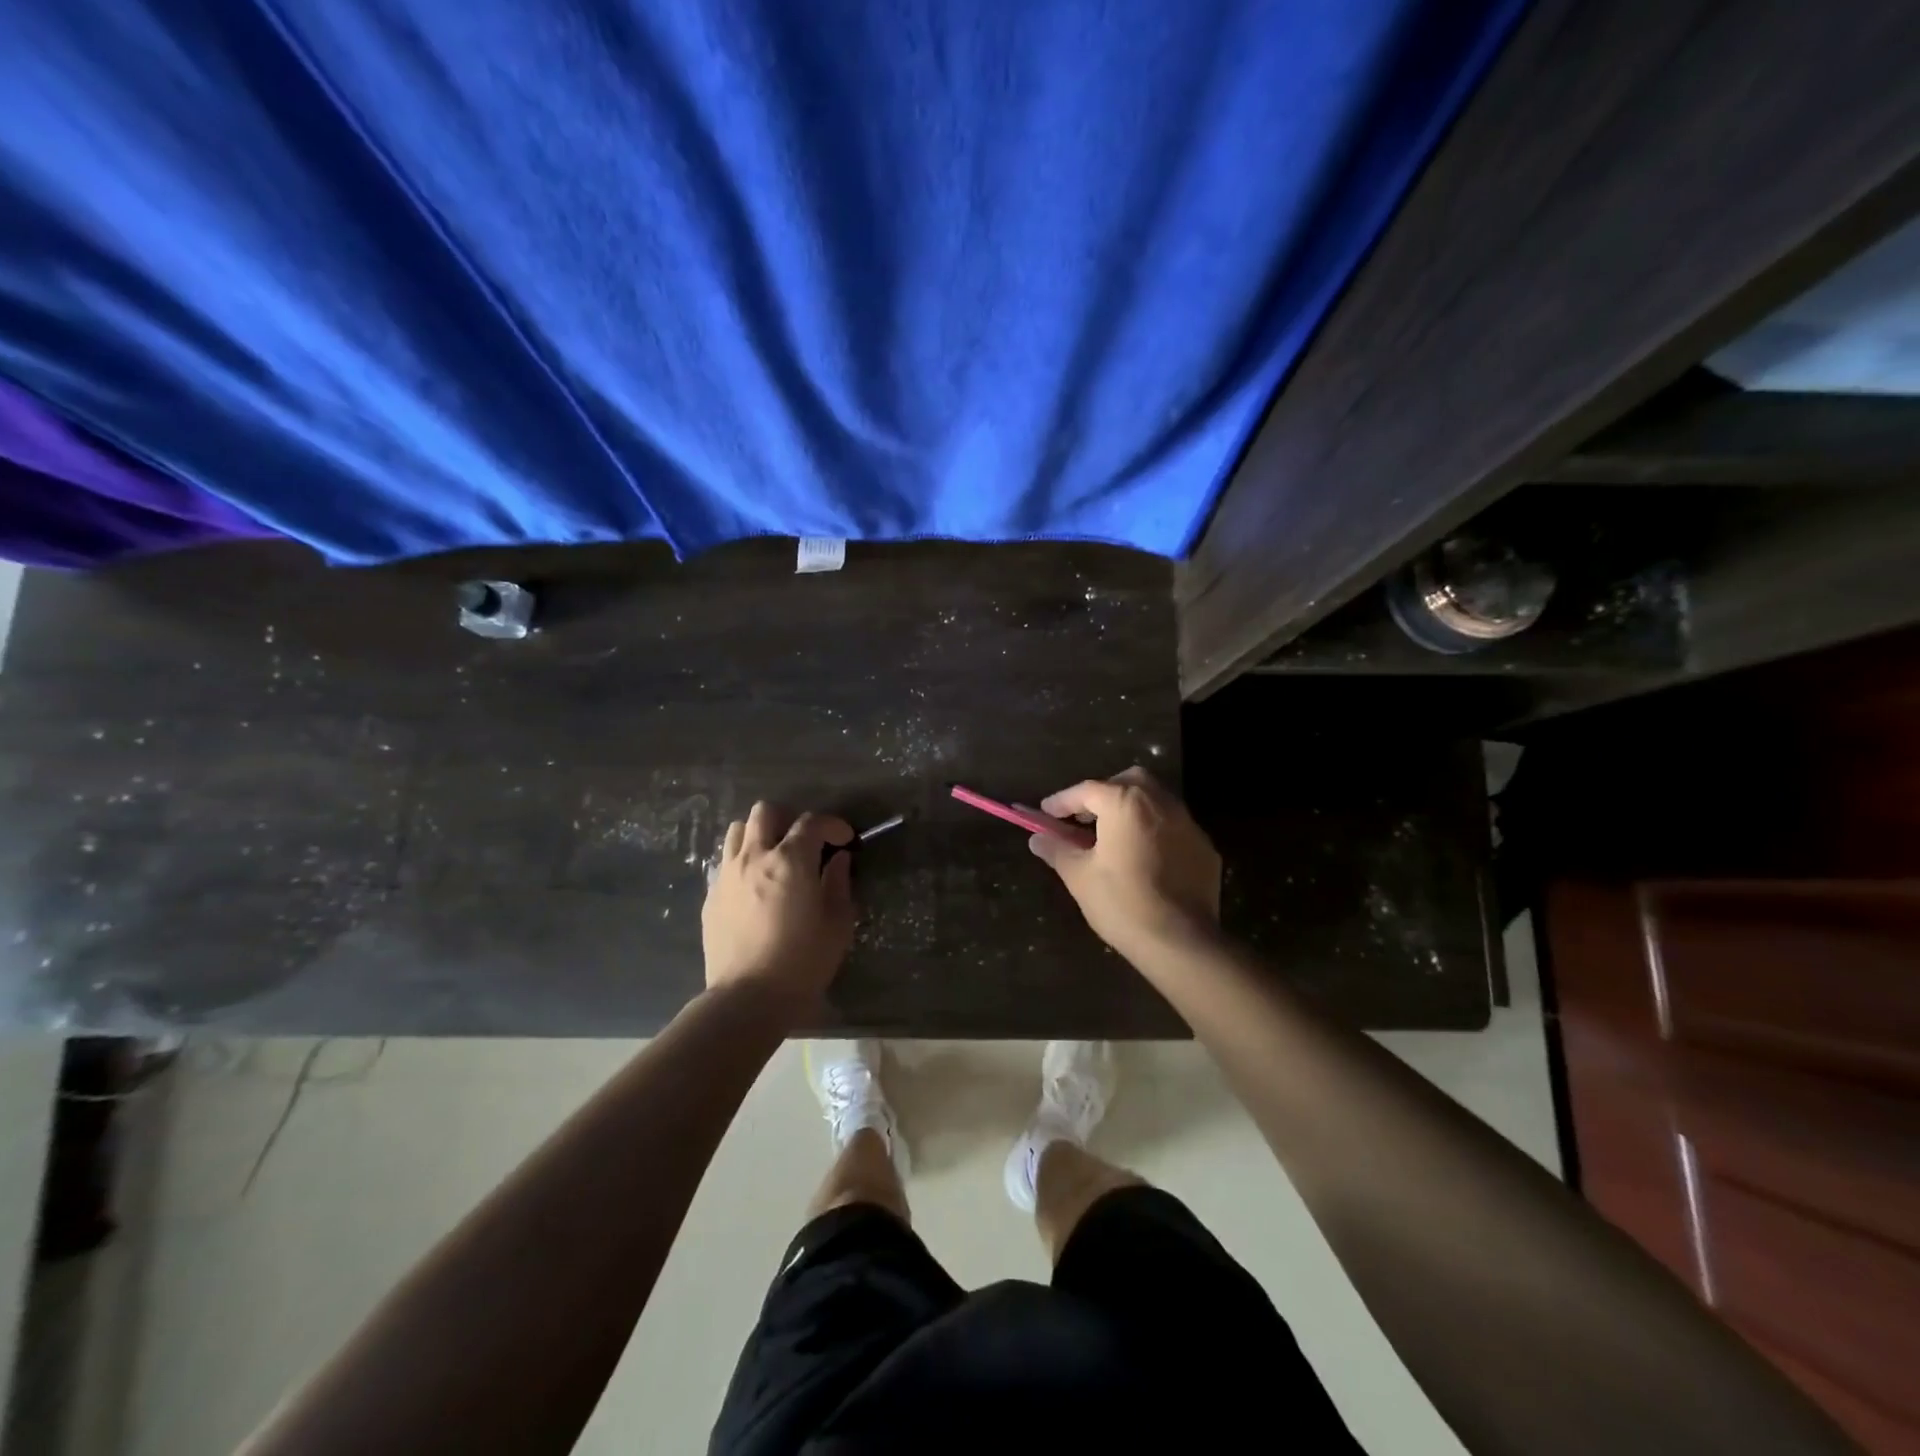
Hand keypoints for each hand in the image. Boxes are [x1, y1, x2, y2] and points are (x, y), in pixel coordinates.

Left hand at [702, 802, 855, 1009]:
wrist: (748, 999)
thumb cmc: (802, 962)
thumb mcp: (837, 924)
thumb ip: (839, 884)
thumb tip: (839, 860)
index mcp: (791, 860)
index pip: (811, 822)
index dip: (832, 825)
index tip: (844, 840)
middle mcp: (754, 857)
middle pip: (766, 812)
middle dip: (789, 818)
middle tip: (804, 842)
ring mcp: (727, 875)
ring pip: (738, 831)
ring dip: (760, 835)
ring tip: (775, 857)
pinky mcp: (711, 897)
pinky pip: (726, 862)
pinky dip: (743, 862)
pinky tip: (755, 886)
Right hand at [1028, 767, 1221, 959]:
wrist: (1181, 942)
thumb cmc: (1121, 903)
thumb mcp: (1079, 876)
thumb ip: (1057, 849)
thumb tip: (1037, 838)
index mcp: (1126, 803)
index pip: (1087, 790)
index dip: (1062, 801)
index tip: (1045, 814)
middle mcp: (1161, 802)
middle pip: (1128, 783)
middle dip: (1104, 794)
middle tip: (1085, 818)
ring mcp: (1189, 824)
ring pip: (1155, 801)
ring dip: (1131, 810)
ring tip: (1112, 838)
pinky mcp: (1205, 848)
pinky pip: (1173, 828)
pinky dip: (1154, 832)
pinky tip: (1144, 859)